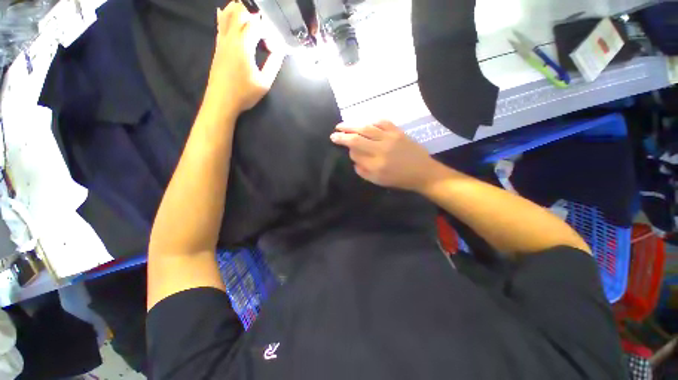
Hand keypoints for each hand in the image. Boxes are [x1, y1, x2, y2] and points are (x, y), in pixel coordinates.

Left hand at [207, 2, 284, 113]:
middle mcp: (231, 38)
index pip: (257, 26)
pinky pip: (220, 24)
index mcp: (244, 46)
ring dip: (238, 9)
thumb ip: (273, 65)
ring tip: (248, 9)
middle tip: (264, 19)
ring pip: (227, 15)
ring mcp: (222, 41)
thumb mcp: (264, 83)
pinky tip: (225, 10)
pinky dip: (224, 15)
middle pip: (240, 13)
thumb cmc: (244, 94)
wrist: (221, 101)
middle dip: (254, 13)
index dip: (268, 32)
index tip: (274, 46)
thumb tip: (280, 51)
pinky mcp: (218, 47)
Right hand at [330, 120, 436, 190]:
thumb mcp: (378, 181)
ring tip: (342, 125)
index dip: (348, 151)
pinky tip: (365, 123)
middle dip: (342, 135)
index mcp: (375, 165)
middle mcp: (380, 149)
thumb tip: (354, 158)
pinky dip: (371, 121)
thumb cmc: (399, 179)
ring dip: (352, 125)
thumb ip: (363, 171)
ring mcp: (389, 138)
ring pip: (366, 128)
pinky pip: (381, 122)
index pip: (355, 154)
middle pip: (357, 139)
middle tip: (334, 133)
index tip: (347, 150)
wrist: (422, 172)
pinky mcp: (397, 132)